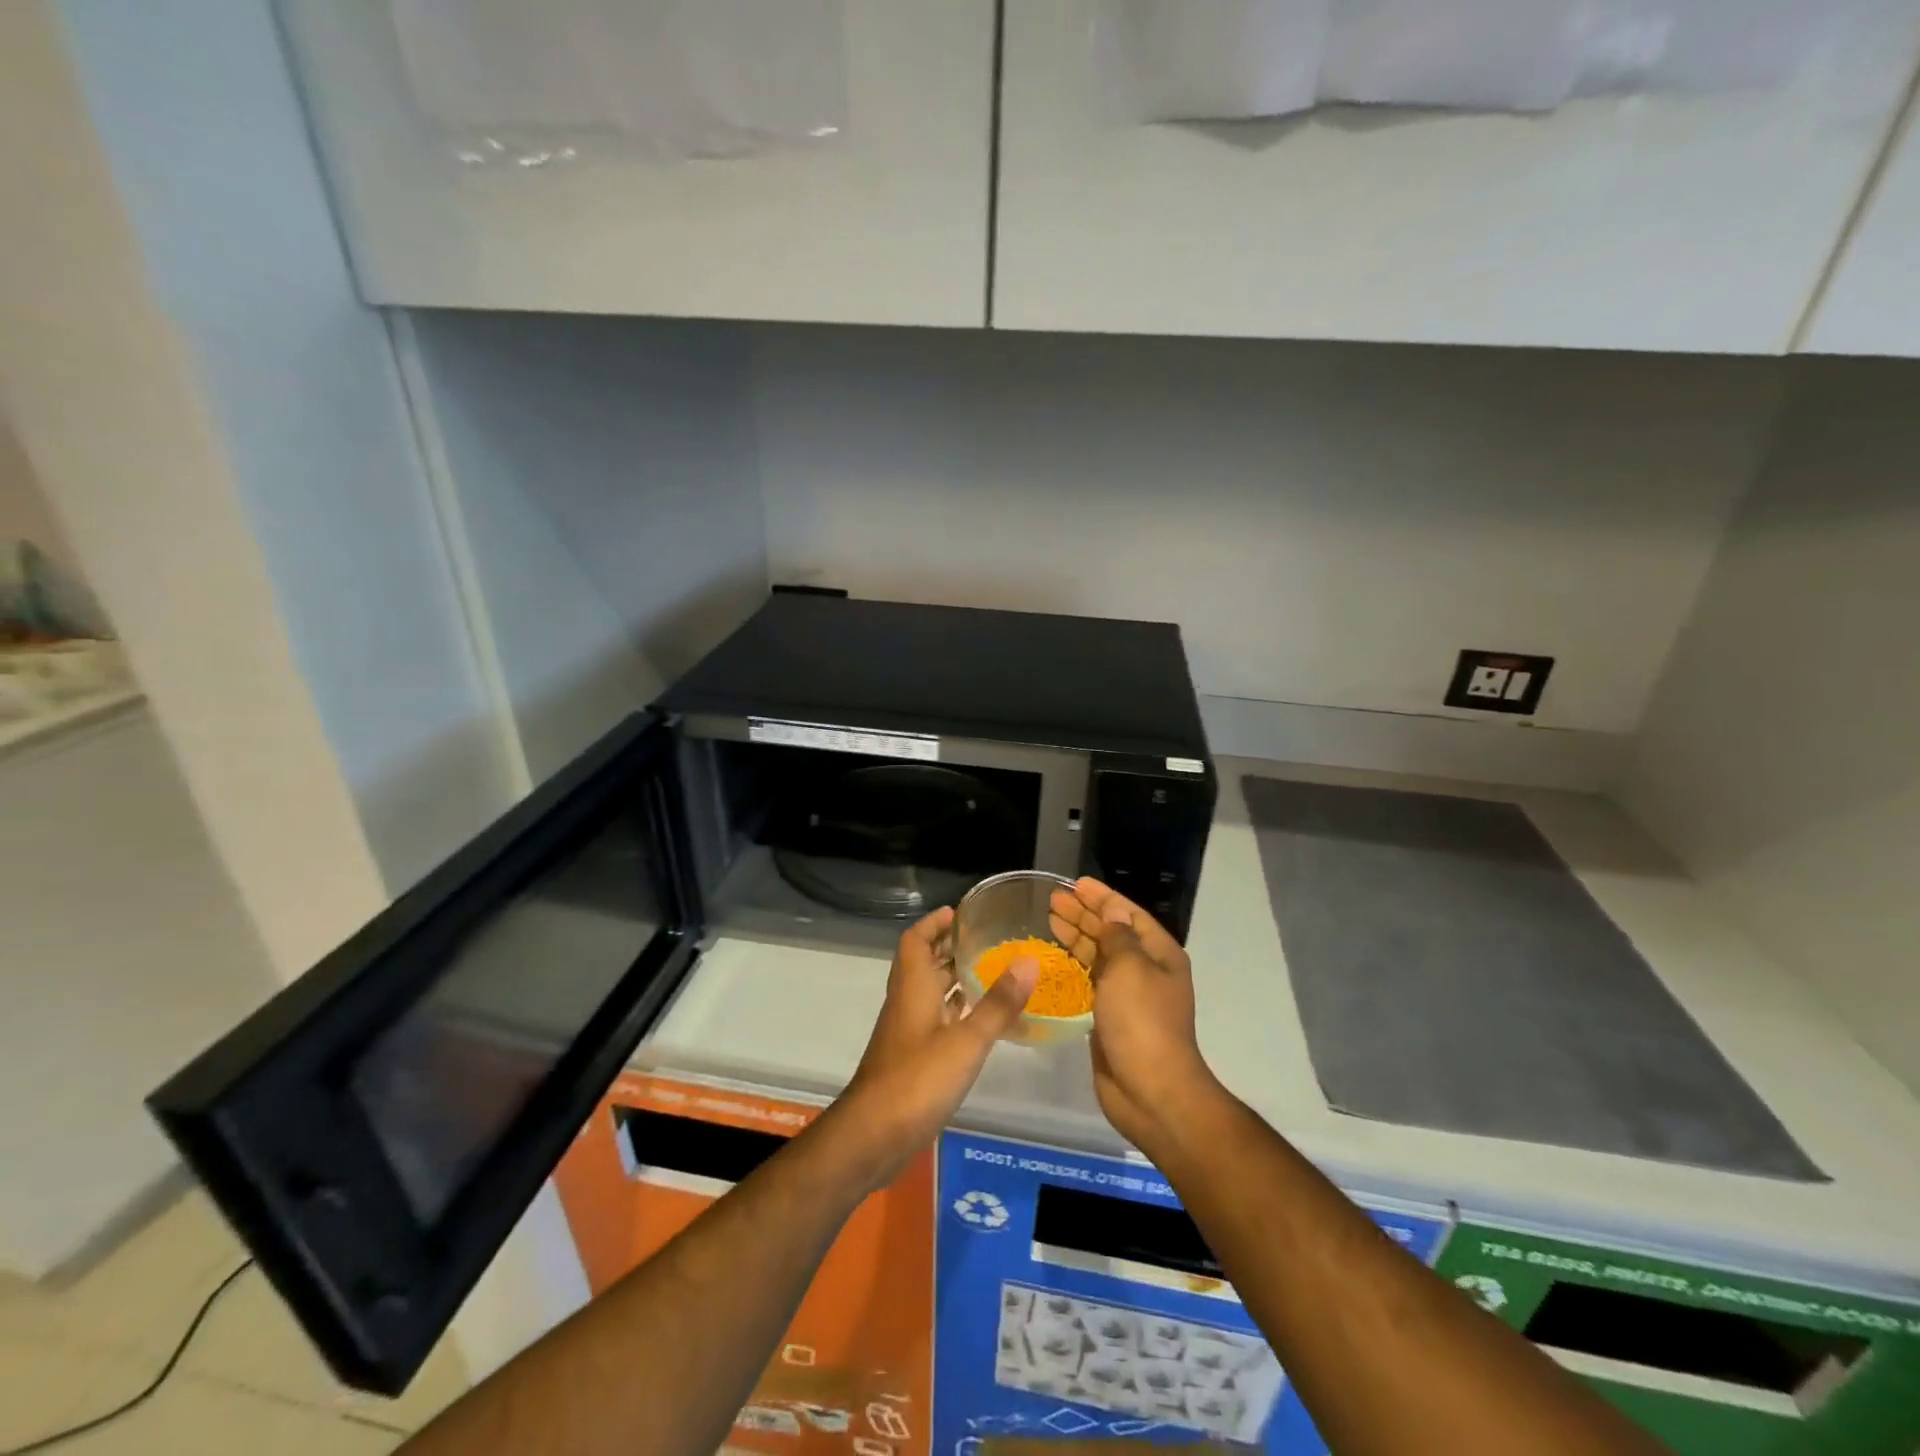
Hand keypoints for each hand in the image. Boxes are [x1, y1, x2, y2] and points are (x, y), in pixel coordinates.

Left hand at [835, 905, 1035, 1186]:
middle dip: (950, 948)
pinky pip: (935, 1019)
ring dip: (953, 978)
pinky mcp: (912, 1057)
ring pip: (930, 992)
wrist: (874, 1135)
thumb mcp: (967, 1041)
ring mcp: (907, 1031)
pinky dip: (955, 1010)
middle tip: (986, 939)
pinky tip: (980, 1019)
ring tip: (991, 971)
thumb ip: (998, 1003)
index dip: (934, 923)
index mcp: (913, 987)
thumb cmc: (917, 1079)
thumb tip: (1030, 961)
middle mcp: (907, 1002)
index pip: (915, 940)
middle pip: (924, 963)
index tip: (960, 912)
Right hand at [1049, 878, 1220, 1156]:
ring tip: (1049, 920)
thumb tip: (1111, 916)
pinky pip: (1090, 981)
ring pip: (1099, 956)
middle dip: (1084, 914)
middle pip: (1112, 932)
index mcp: (1158, 954)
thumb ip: (1118, 937)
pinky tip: (1054, 959)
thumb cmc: (1142, 1021)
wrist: (1150, 1090)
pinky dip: (1074, 966)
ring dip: (1076, 936)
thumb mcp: (1131, 968)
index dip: (1102, 896)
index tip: (1075, 883)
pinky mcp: (1110, 1017)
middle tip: (1052, 900)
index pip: (1127, 914)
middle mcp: (1146, 970)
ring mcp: (1128, 995)